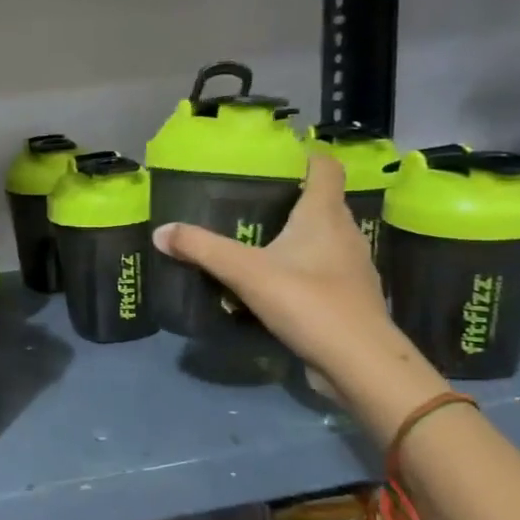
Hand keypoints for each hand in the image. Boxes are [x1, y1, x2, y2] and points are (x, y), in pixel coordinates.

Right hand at [152, 154, 399, 387]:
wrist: (358, 363)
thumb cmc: (308, 301)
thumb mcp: (246, 272)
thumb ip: (202, 249)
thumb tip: (160, 232)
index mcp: (325, 215)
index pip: (326, 167)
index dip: (305, 157)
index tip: (275, 158)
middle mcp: (344, 233)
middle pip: (322, 203)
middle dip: (290, 199)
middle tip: (249, 201)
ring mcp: (351, 268)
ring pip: (322, 239)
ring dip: (295, 237)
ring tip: (256, 242)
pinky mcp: (348, 298)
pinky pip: (321, 271)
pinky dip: (299, 269)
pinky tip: (273, 283)